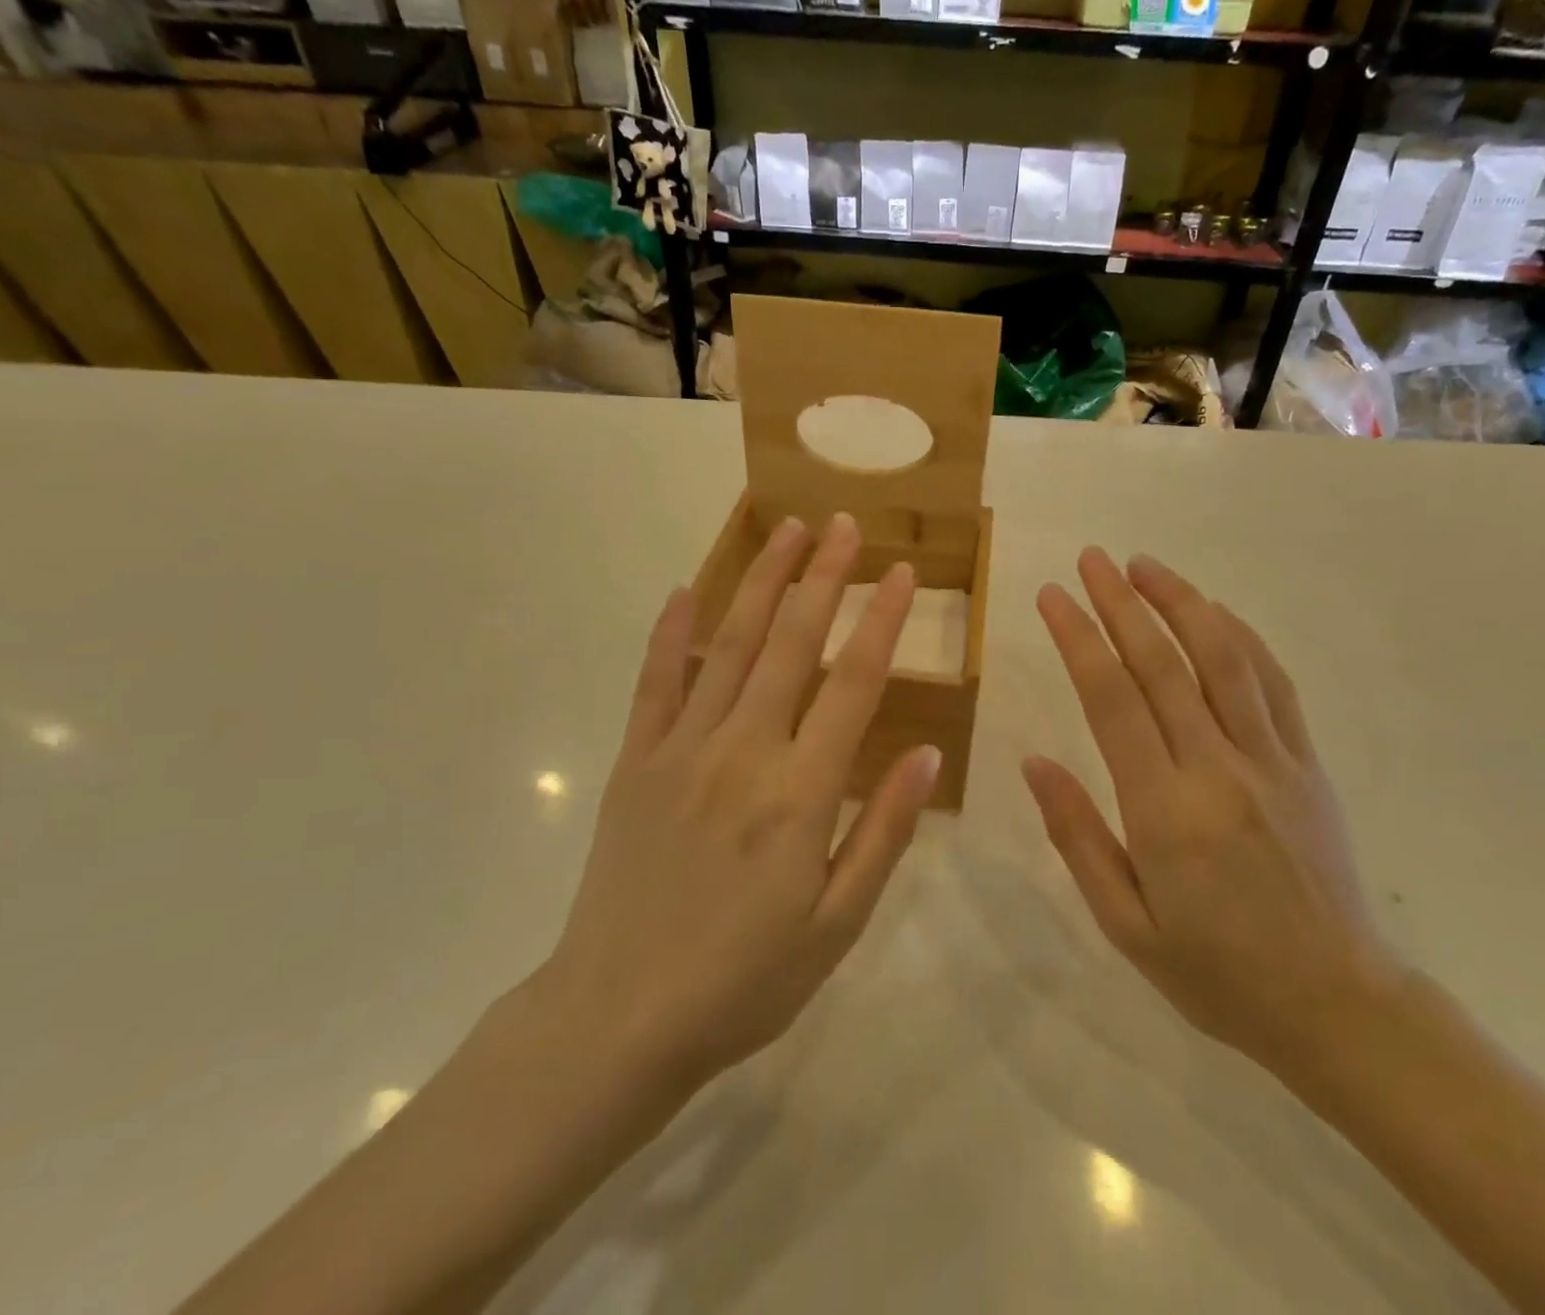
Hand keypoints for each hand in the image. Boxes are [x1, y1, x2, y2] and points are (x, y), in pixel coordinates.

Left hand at [542, 513, 941, 1093]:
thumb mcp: (838, 924)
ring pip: (729, 645)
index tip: (902, 573)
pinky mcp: (636, 761)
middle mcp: (744, 751)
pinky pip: (656, 682)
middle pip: (792, 643)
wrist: (617, 1020)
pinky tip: (683, 591)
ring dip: (760, 582)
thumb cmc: (744, 981)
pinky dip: (670, 633)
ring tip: (784, 530)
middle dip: (822, 576)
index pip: (854, 683)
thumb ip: (883, 832)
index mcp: (801, 792)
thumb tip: (927, 754)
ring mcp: (682, 749)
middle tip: (842, 524)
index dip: (883, 621)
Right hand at [1025, 549, 1403, 1076]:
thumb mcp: (1124, 922)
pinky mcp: (1307, 764)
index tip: (1052, 596)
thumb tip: (1035, 761)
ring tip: (1144, 565)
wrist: (1337, 1006)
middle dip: (1120, 602)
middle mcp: (1218, 769)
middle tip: (1090, 559)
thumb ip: (1077, 835)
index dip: (1078, 638)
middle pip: (1163, 664)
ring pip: (1223, 658)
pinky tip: (1214, 610)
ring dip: (1181, 602)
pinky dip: (1241, 637)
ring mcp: (1271, 761)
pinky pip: (1273, 684)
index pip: (1111, 700)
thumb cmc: (1214, 972)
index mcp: (1164, 810)